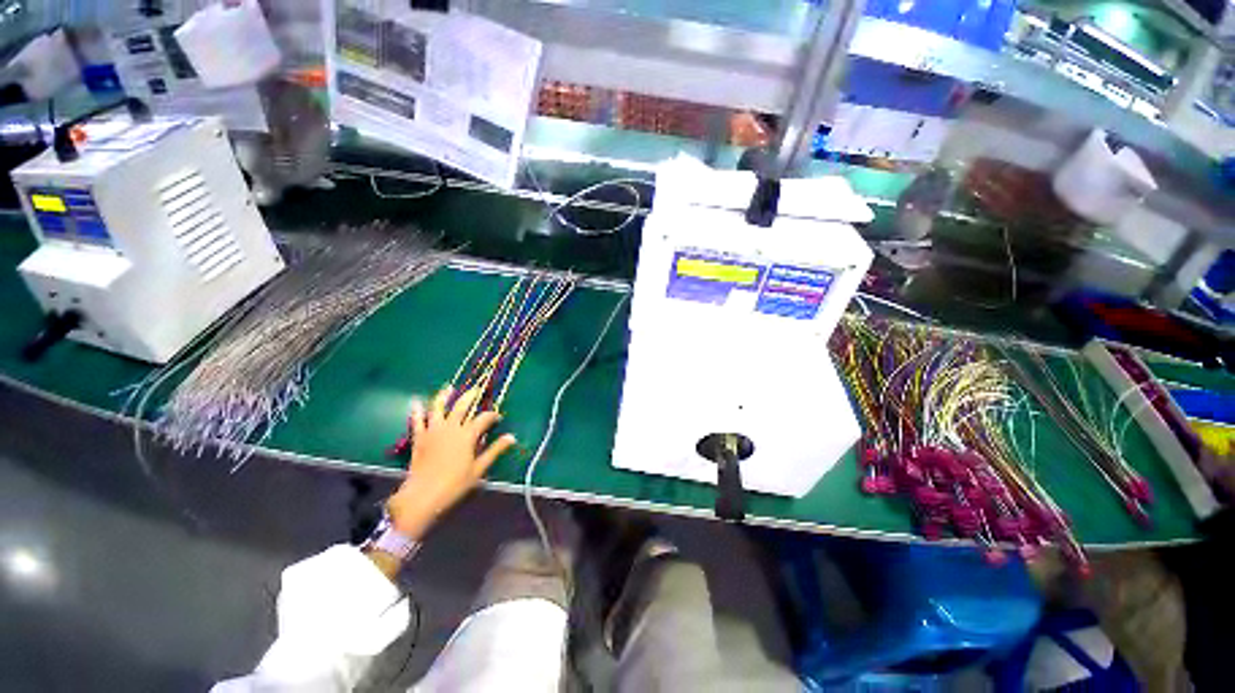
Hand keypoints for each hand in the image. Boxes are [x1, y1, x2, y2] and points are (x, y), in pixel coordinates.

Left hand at [387, 386, 516, 539]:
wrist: (423, 496)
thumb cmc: (455, 483)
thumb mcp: (479, 468)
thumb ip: (495, 450)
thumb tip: (512, 437)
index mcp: (467, 434)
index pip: (483, 418)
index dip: (492, 415)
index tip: (497, 417)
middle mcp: (451, 427)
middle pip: (462, 406)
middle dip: (471, 396)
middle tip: (477, 389)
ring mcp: (433, 431)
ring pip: (438, 408)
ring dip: (443, 396)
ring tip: (448, 387)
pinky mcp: (419, 438)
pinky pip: (417, 421)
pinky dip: (416, 411)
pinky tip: (415, 402)